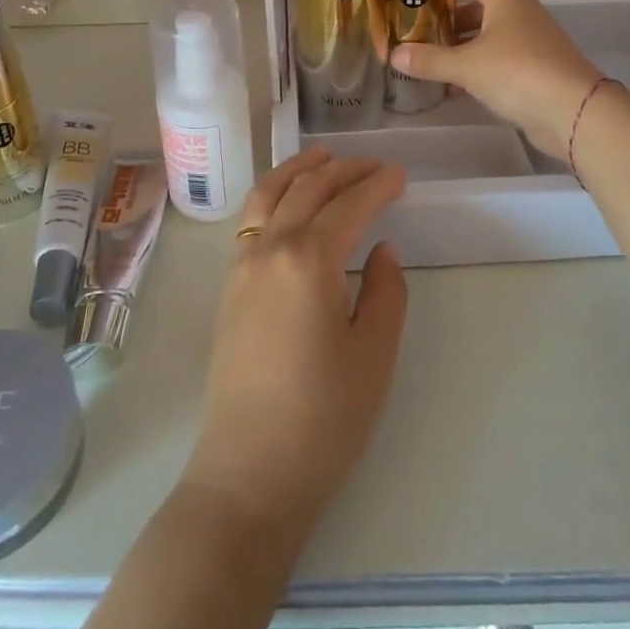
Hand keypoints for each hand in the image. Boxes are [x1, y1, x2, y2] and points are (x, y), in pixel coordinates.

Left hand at [180, 150, 408, 540]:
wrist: (248, 473)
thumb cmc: (323, 419)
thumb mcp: (374, 355)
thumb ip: (386, 292)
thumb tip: (381, 250)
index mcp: (309, 260)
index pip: (348, 205)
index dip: (377, 185)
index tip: (400, 175)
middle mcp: (270, 248)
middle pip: (308, 189)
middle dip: (343, 170)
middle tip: (374, 165)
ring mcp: (242, 265)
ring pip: (269, 194)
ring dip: (299, 170)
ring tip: (323, 156)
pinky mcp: (229, 286)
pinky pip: (251, 218)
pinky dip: (272, 193)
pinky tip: (287, 199)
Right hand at [391, 0, 602, 157]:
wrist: (574, 112)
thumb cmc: (517, 72)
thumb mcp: (465, 65)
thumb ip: (428, 59)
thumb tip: (394, 54)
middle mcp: (519, 13)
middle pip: (478, 6)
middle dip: (447, 17)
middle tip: (415, 27)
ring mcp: (530, 42)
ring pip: (487, 35)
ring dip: (460, 46)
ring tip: (427, 58)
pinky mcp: (535, 70)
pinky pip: (497, 60)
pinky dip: (475, 68)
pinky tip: (451, 86)